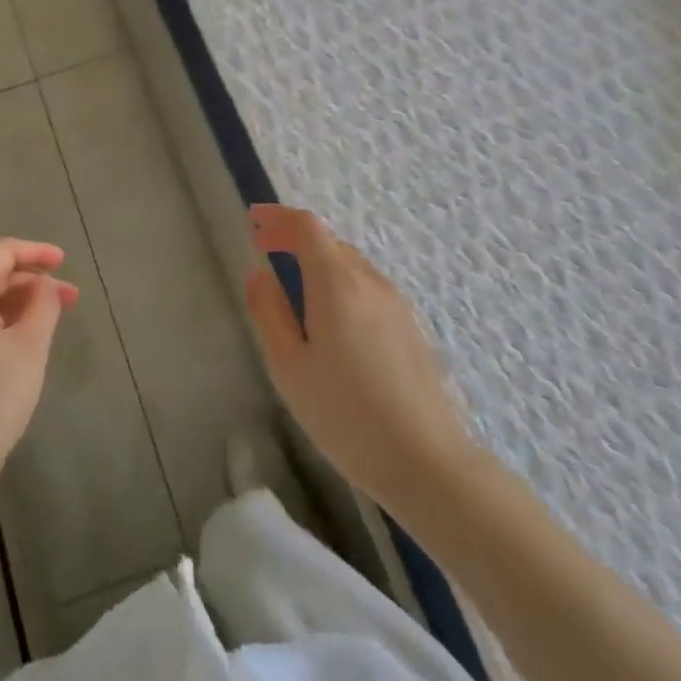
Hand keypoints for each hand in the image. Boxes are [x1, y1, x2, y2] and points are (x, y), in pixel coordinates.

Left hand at [0, 239, 78, 519]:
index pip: (3, 252)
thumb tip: (44, 284)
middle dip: (32, 283)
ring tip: (48, 325)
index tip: (65, 261)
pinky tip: (17, 347)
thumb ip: (43, 305)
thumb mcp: (30, 348)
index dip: (37, 252)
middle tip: (70, 301)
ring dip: (15, 305)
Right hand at [244, 204, 477, 509]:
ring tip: (294, 288)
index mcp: (337, 283)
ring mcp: (396, 304)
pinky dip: (340, 284)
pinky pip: (367, 288)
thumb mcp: (289, 366)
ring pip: (350, 265)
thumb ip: (269, 311)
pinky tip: (332, 321)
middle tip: (265, 253)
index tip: (253, 222)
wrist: (428, 463)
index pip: (306, 226)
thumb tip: (260, 273)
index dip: (277, 217)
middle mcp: (370, 282)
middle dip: (294, 239)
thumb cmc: (346, 414)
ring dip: (318, 262)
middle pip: (330, 242)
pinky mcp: (411, 328)